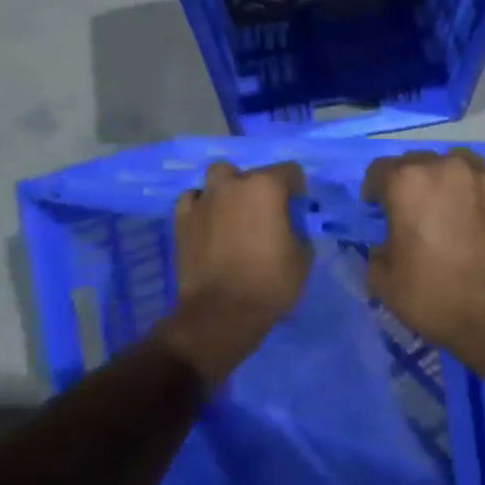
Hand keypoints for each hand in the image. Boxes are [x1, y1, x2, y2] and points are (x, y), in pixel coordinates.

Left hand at [160, 160, 309, 383]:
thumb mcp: (302, 257)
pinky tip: (208, 222)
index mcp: (266, 187)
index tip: (297, 210)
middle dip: (261, 188)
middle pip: (252, 173)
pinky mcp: (182, 218)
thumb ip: (298, 231)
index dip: (297, 189)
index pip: (289, 171)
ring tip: (233, 211)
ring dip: (228, 188)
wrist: (221, 313)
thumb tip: (289, 227)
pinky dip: (202, 205)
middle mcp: (234, 184)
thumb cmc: (269, 283)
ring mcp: (204, 199)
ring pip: (218, 175)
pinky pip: (192, 198)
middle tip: (265, 214)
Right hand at [362, 150, 484, 399]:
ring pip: (455, 165)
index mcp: (408, 181)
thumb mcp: (383, 280)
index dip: (374, 190)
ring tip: (448, 208)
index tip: (376, 209)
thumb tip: (388, 241)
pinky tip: (477, 221)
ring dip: (445, 181)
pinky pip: (484, 184)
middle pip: (418, 163)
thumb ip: (377, 248)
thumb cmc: (434, 295)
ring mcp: (484, 176)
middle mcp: (446, 166)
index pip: (379, 170)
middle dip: (409, 183)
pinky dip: (475, 195)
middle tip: (412, 213)